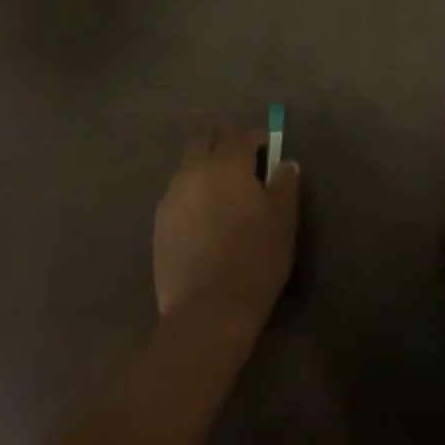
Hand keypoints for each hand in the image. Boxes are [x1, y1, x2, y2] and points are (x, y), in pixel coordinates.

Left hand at [154, 127, 300, 334]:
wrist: (207, 311)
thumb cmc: (254, 259)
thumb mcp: (283, 220)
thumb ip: (285, 184)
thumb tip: (285, 163)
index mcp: (226, 164)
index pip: (237, 132)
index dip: (254, 136)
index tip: (268, 151)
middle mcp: (194, 171)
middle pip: (206, 141)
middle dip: (225, 145)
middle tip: (246, 167)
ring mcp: (172, 196)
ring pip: (189, 166)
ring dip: (206, 168)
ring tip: (225, 196)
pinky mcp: (159, 223)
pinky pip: (178, 194)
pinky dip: (193, 194)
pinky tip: (206, 220)